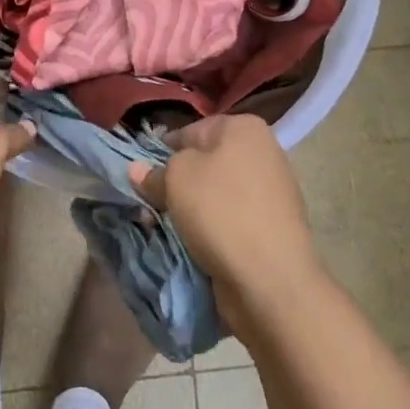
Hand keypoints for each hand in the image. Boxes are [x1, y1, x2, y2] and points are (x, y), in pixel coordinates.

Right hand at [128, 114, 323, 333]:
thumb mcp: (175, 180)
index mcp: (243, 128)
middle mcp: (262, 153)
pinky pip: (229, 220)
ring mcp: (270, 192)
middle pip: (203, 163)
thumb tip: (138, 170)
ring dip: (188, 210)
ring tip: (165, 229)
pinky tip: (190, 245)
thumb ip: (155, 172)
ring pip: (214, 194)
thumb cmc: (221, 211)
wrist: (271, 280)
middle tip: (150, 206)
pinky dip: (209, 229)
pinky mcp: (270, 228)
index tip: (143, 177)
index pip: (189, 131)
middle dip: (175, 185)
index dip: (162, 153)